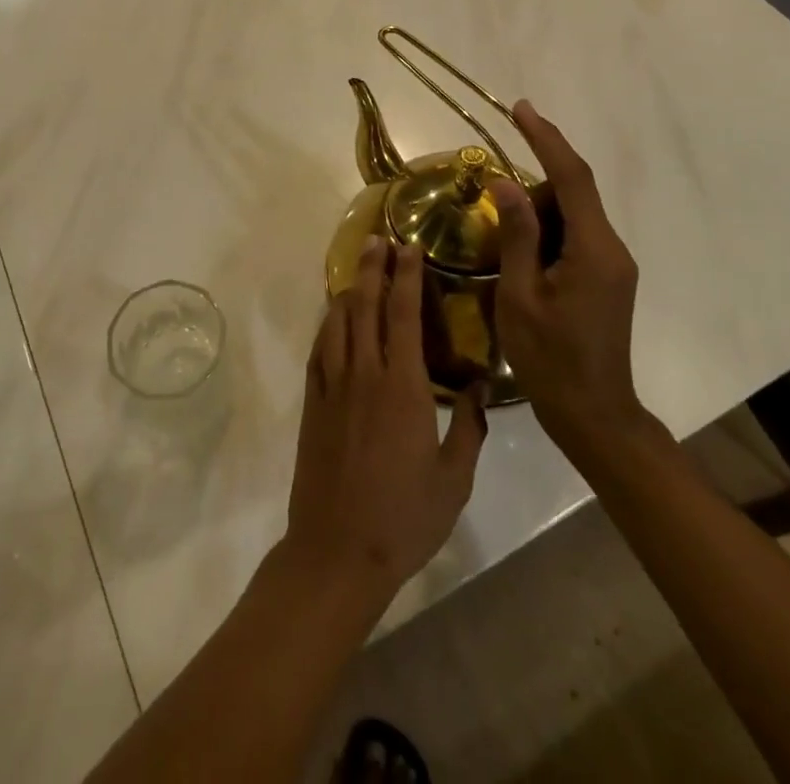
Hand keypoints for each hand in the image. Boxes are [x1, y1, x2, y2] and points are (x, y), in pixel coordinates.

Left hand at [281, 238, 486, 612]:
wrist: (338, 549)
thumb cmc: (404, 517)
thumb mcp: (454, 479)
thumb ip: (468, 428)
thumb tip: (477, 386)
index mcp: (403, 386)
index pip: (404, 314)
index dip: (407, 276)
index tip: (409, 247)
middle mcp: (365, 372)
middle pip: (367, 304)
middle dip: (373, 267)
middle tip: (379, 239)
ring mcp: (333, 384)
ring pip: (339, 320)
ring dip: (350, 288)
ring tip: (359, 266)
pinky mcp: (313, 400)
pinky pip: (319, 347)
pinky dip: (327, 322)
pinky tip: (334, 315)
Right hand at [491, 99, 650, 469]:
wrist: (594, 414)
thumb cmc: (550, 360)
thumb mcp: (521, 295)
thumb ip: (516, 235)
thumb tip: (505, 182)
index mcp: (594, 249)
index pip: (572, 177)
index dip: (546, 138)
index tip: (520, 109)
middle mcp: (612, 248)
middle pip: (572, 194)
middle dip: (532, 185)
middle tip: (492, 200)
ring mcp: (612, 264)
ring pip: (572, 215)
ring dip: (536, 213)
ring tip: (503, 241)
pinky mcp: (606, 278)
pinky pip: (575, 237)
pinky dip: (546, 232)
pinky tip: (521, 255)